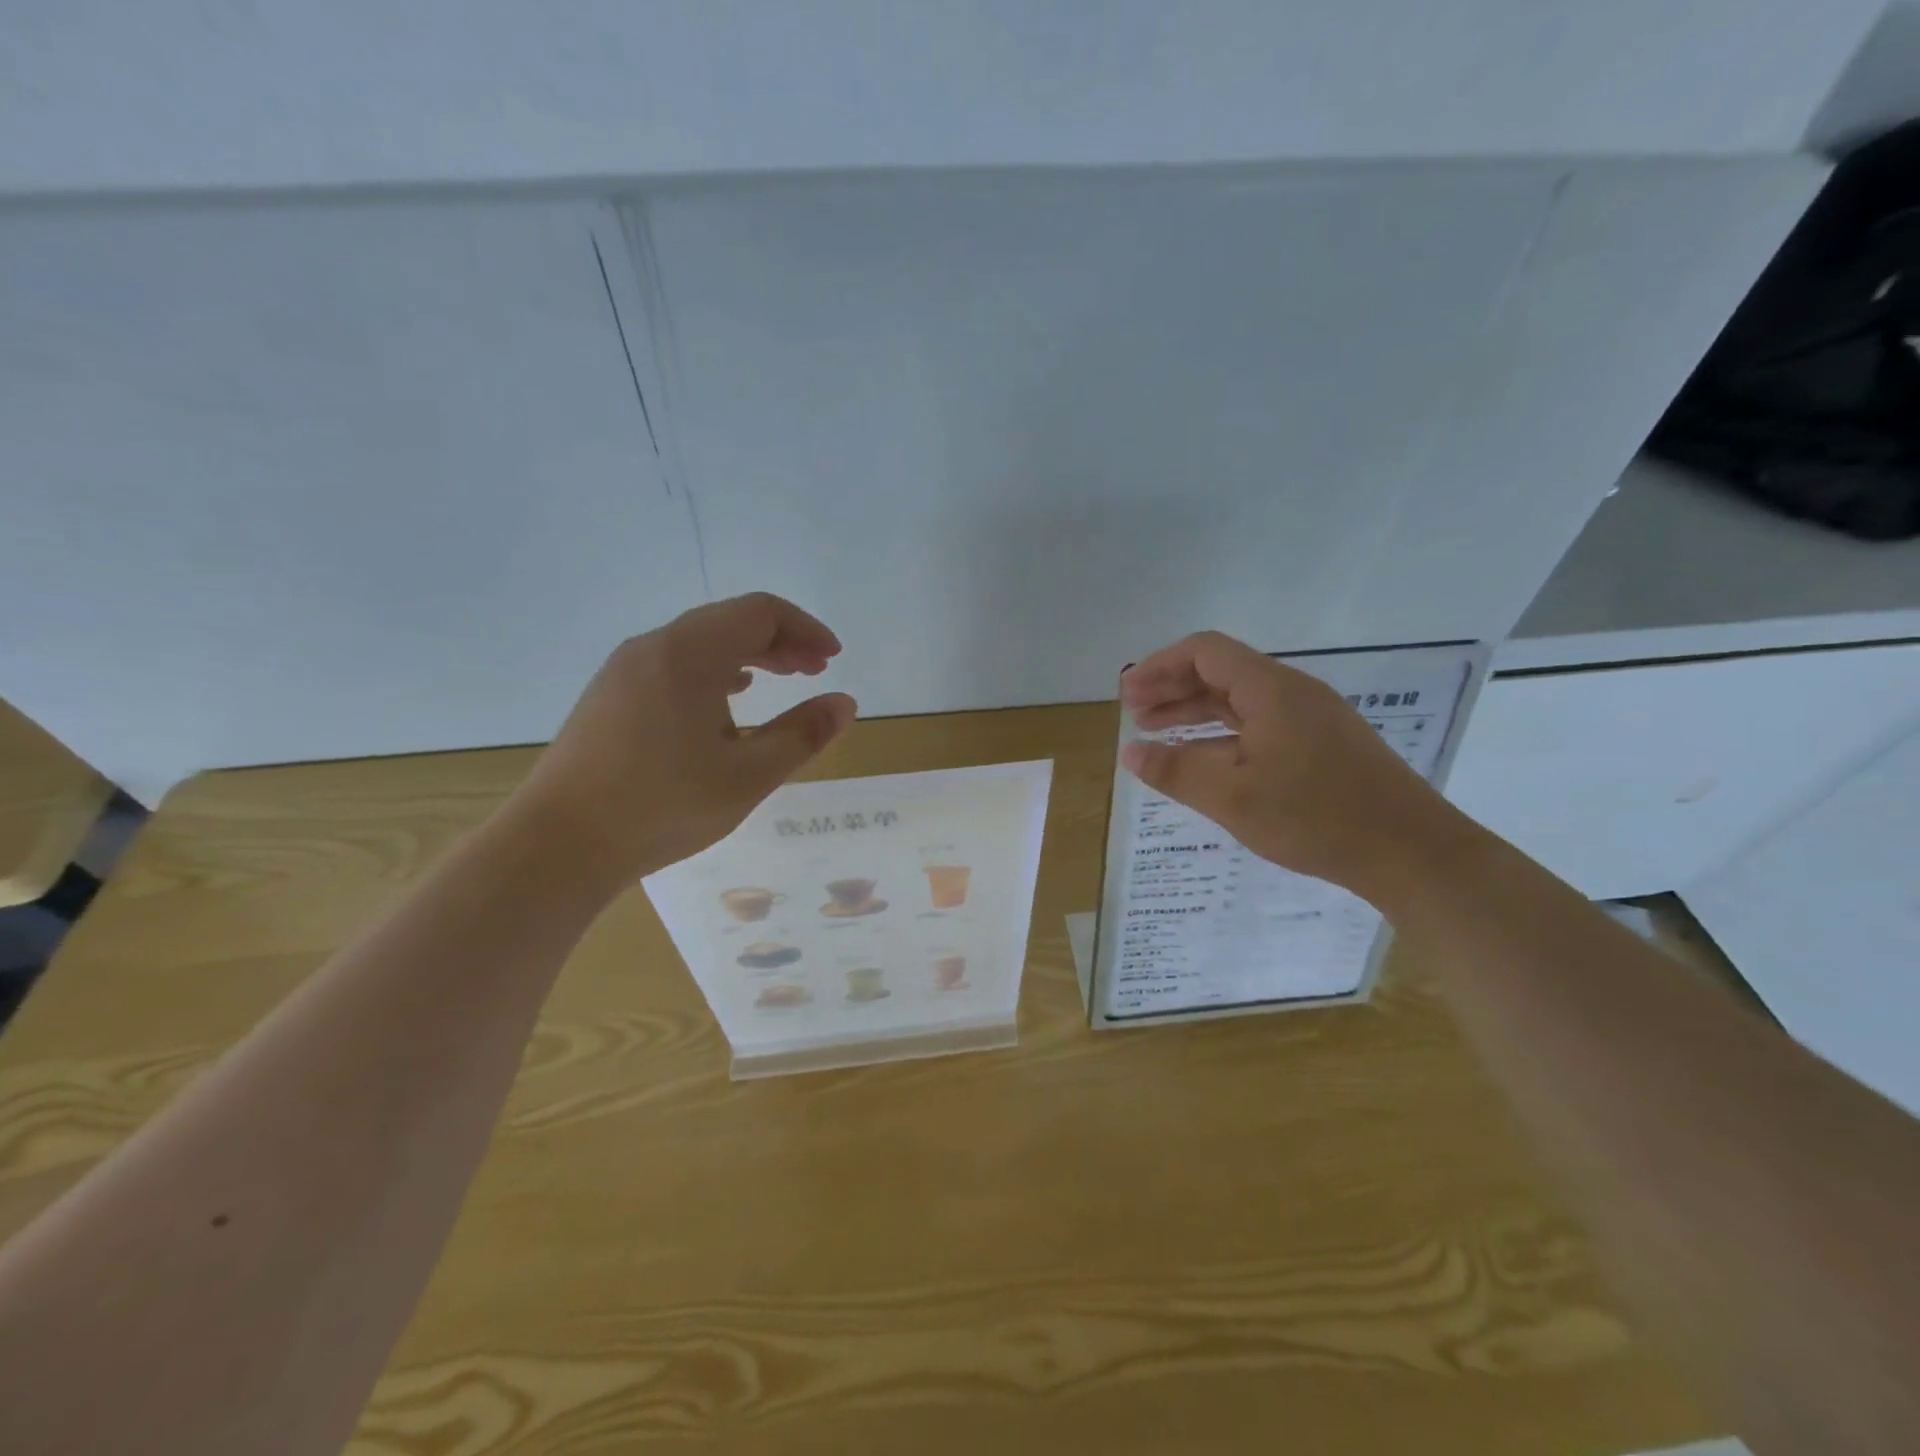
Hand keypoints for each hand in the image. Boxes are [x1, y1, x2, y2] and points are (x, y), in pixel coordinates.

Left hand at [508, 593, 855, 890]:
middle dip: (780, 640)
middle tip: (815, 670)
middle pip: (729, 620)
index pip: (760, 611)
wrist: (557, 846)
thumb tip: (845, 704)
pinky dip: (714, 671)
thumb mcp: (748, 775)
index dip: (805, 628)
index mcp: (688, 653)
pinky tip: (726, 703)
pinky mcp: (609, 697)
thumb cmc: (662, 806)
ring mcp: (624, 671)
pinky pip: (673, 664)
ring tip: (780, 681)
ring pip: (700, 642)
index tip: (832, 660)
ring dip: (748, 655)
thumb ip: (802, 735)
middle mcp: (653, 647)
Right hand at [1119, 631, 1469, 904]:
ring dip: (1194, 712)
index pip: (1205, 652)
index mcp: (1271, 690)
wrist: (1413, 852)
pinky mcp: (1321, 745)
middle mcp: (1291, 693)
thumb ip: (1175, 771)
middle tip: (1132, 715)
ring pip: (1239, 700)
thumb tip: (1129, 751)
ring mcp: (1310, 718)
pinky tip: (1202, 759)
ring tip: (1155, 733)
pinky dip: (1222, 734)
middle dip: (1171, 689)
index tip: (1127, 694)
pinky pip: (1259, 724)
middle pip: (1220, 672)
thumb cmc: (1317, 818)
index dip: (1160, 667)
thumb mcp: (1233, 798)